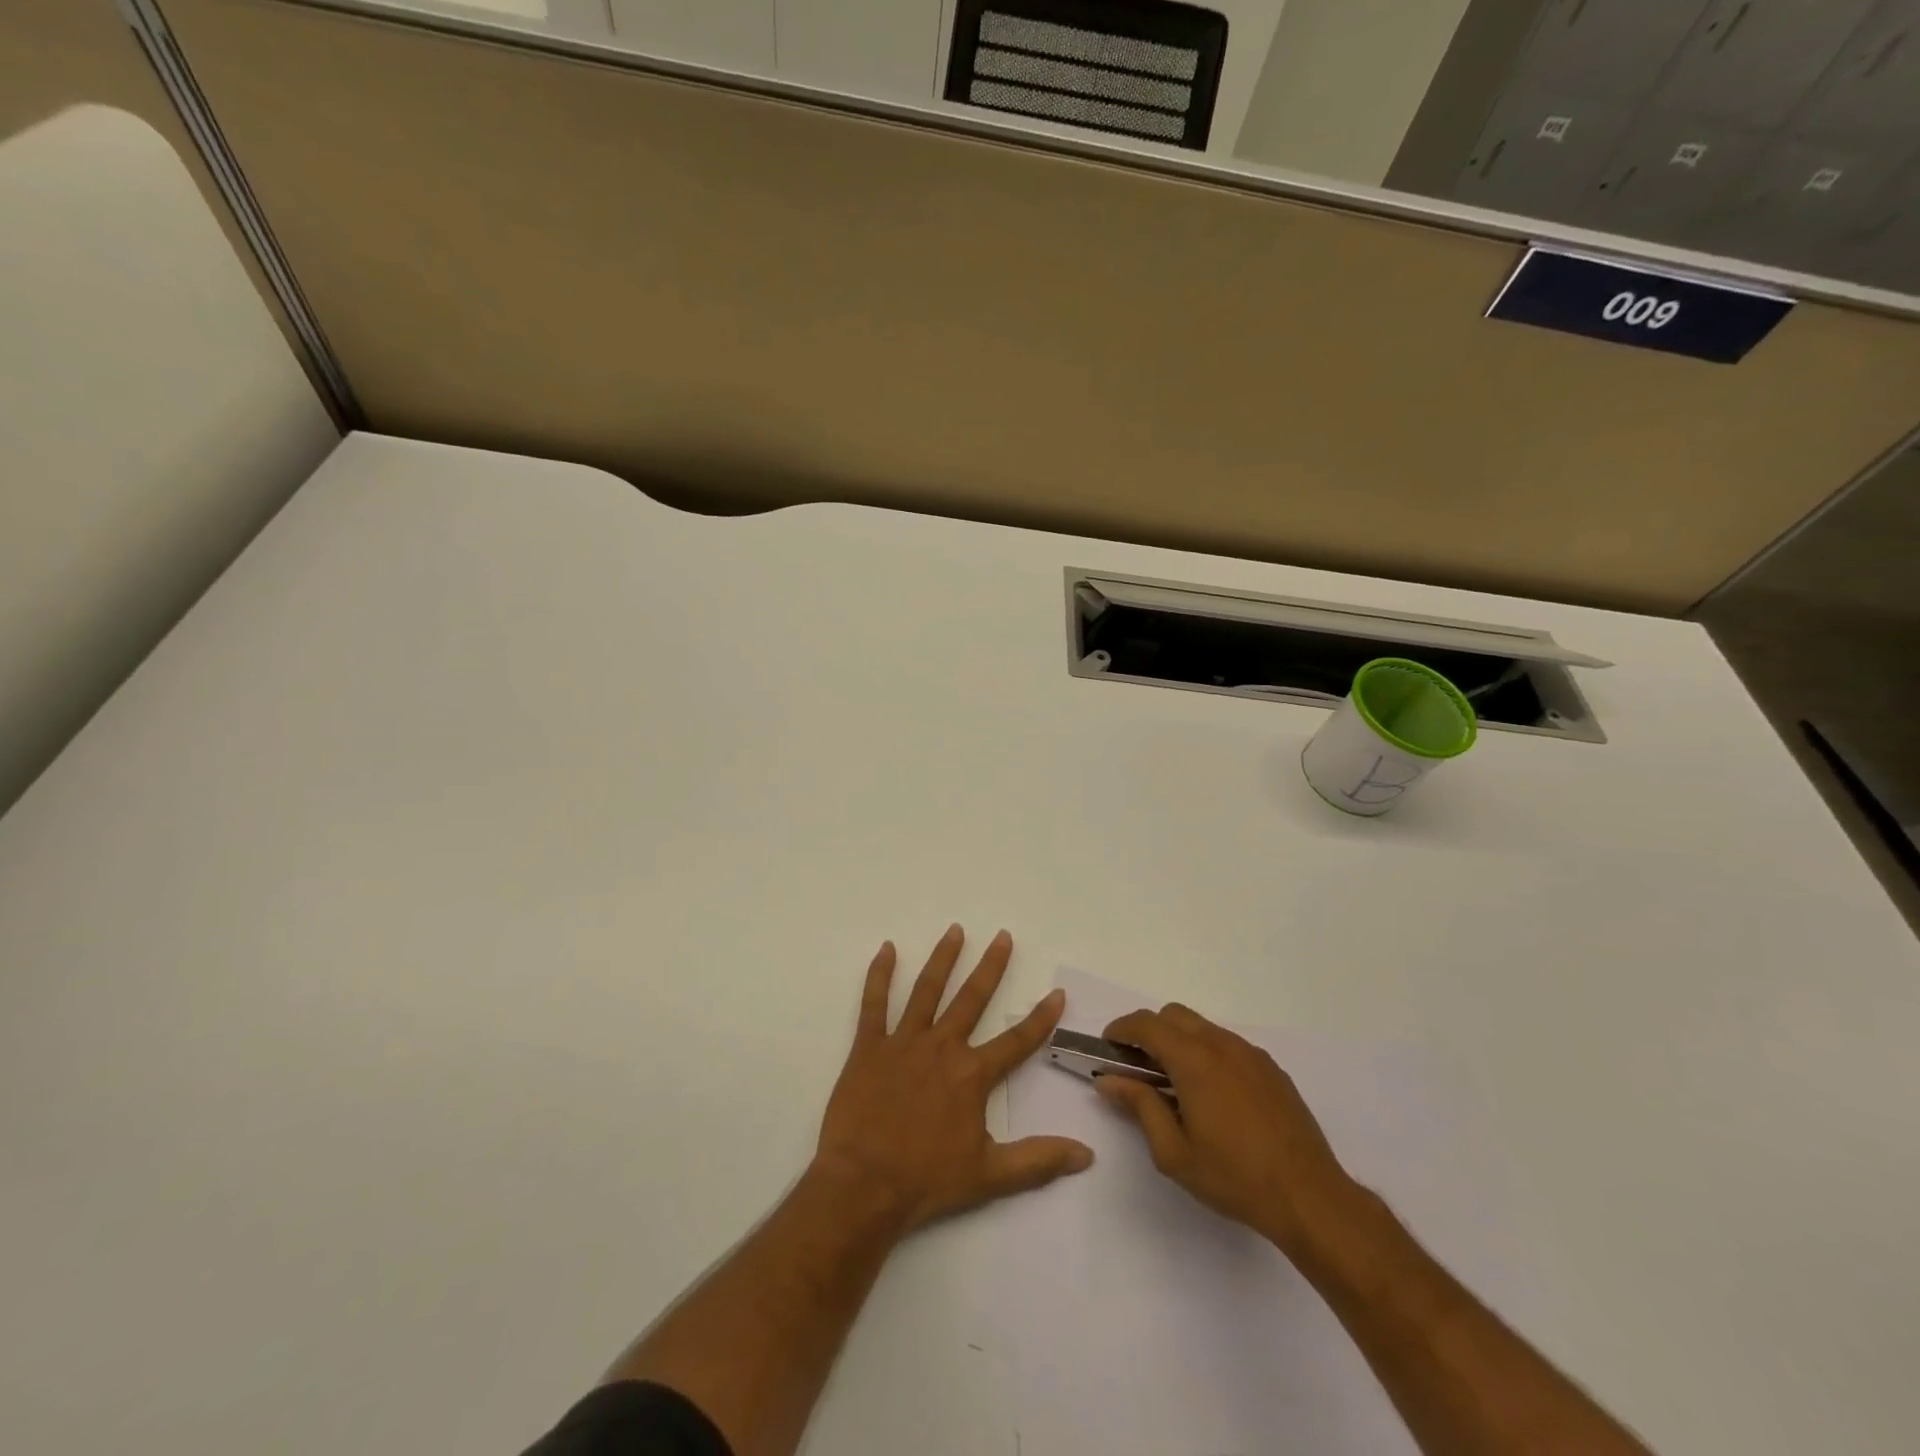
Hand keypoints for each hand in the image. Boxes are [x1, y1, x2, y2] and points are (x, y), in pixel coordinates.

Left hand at [813, 926, 1093, 1234]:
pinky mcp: (869, 1046)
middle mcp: (942, 1047)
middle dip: (991, 966)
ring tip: (955, 930)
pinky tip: (887, 949)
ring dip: (943, 958)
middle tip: (1002, 936)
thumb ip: (1038, 1160)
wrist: (864, 1185)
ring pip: (927, 990)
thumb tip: (1087, 1155)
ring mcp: (904, 1042)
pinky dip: (880, 974)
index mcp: (972, 1075)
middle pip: (972, 998)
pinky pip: (874, 1003)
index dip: (1040, 1018)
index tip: (1057, 992)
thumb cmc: (927, 1180)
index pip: (1016, 1041)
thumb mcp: (990, 1176)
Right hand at [1095, 1003, 1360, 1258]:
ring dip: (1179, 1041)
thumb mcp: (1174, 1152)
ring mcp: (1250, 1054)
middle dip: (1149, 1031)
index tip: (1107, 1047)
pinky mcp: (1271, 1068)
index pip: (1146, 1025)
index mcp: (1194, 1060)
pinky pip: (1227, 1045)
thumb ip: (1139, 1107)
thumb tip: (1109, 1080)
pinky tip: (1212, 1095)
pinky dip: (1207, 1053)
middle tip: (1138, 1066)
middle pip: (1173, 1015)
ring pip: (1202, 1027)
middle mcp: (1221, 1045)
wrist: (1310, 1198)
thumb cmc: (1235, 1177)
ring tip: (1174, 1083)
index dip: (1121, 1029)